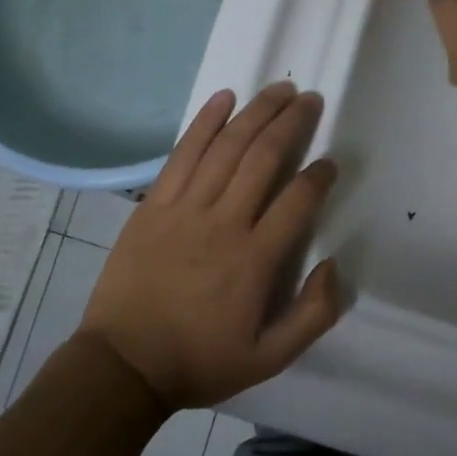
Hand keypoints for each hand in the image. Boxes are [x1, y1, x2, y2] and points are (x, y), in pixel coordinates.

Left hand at [77, 83, 341, 409]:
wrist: (123, 365)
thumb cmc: (199, 361)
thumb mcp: (269, 359)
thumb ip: (313, 315)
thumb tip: (333, 265)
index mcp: (255, 260)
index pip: (297, 200)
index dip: (318, 176)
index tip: (329, 164)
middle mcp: (223, 222)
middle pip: (263, 158)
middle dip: (292, 124)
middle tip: (310, 100)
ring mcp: (184, 208)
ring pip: (227, 146)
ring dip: (256, 113)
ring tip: (279, 90)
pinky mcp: (154, 204)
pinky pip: (183, 153)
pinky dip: (205, 122)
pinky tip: (224, 98)